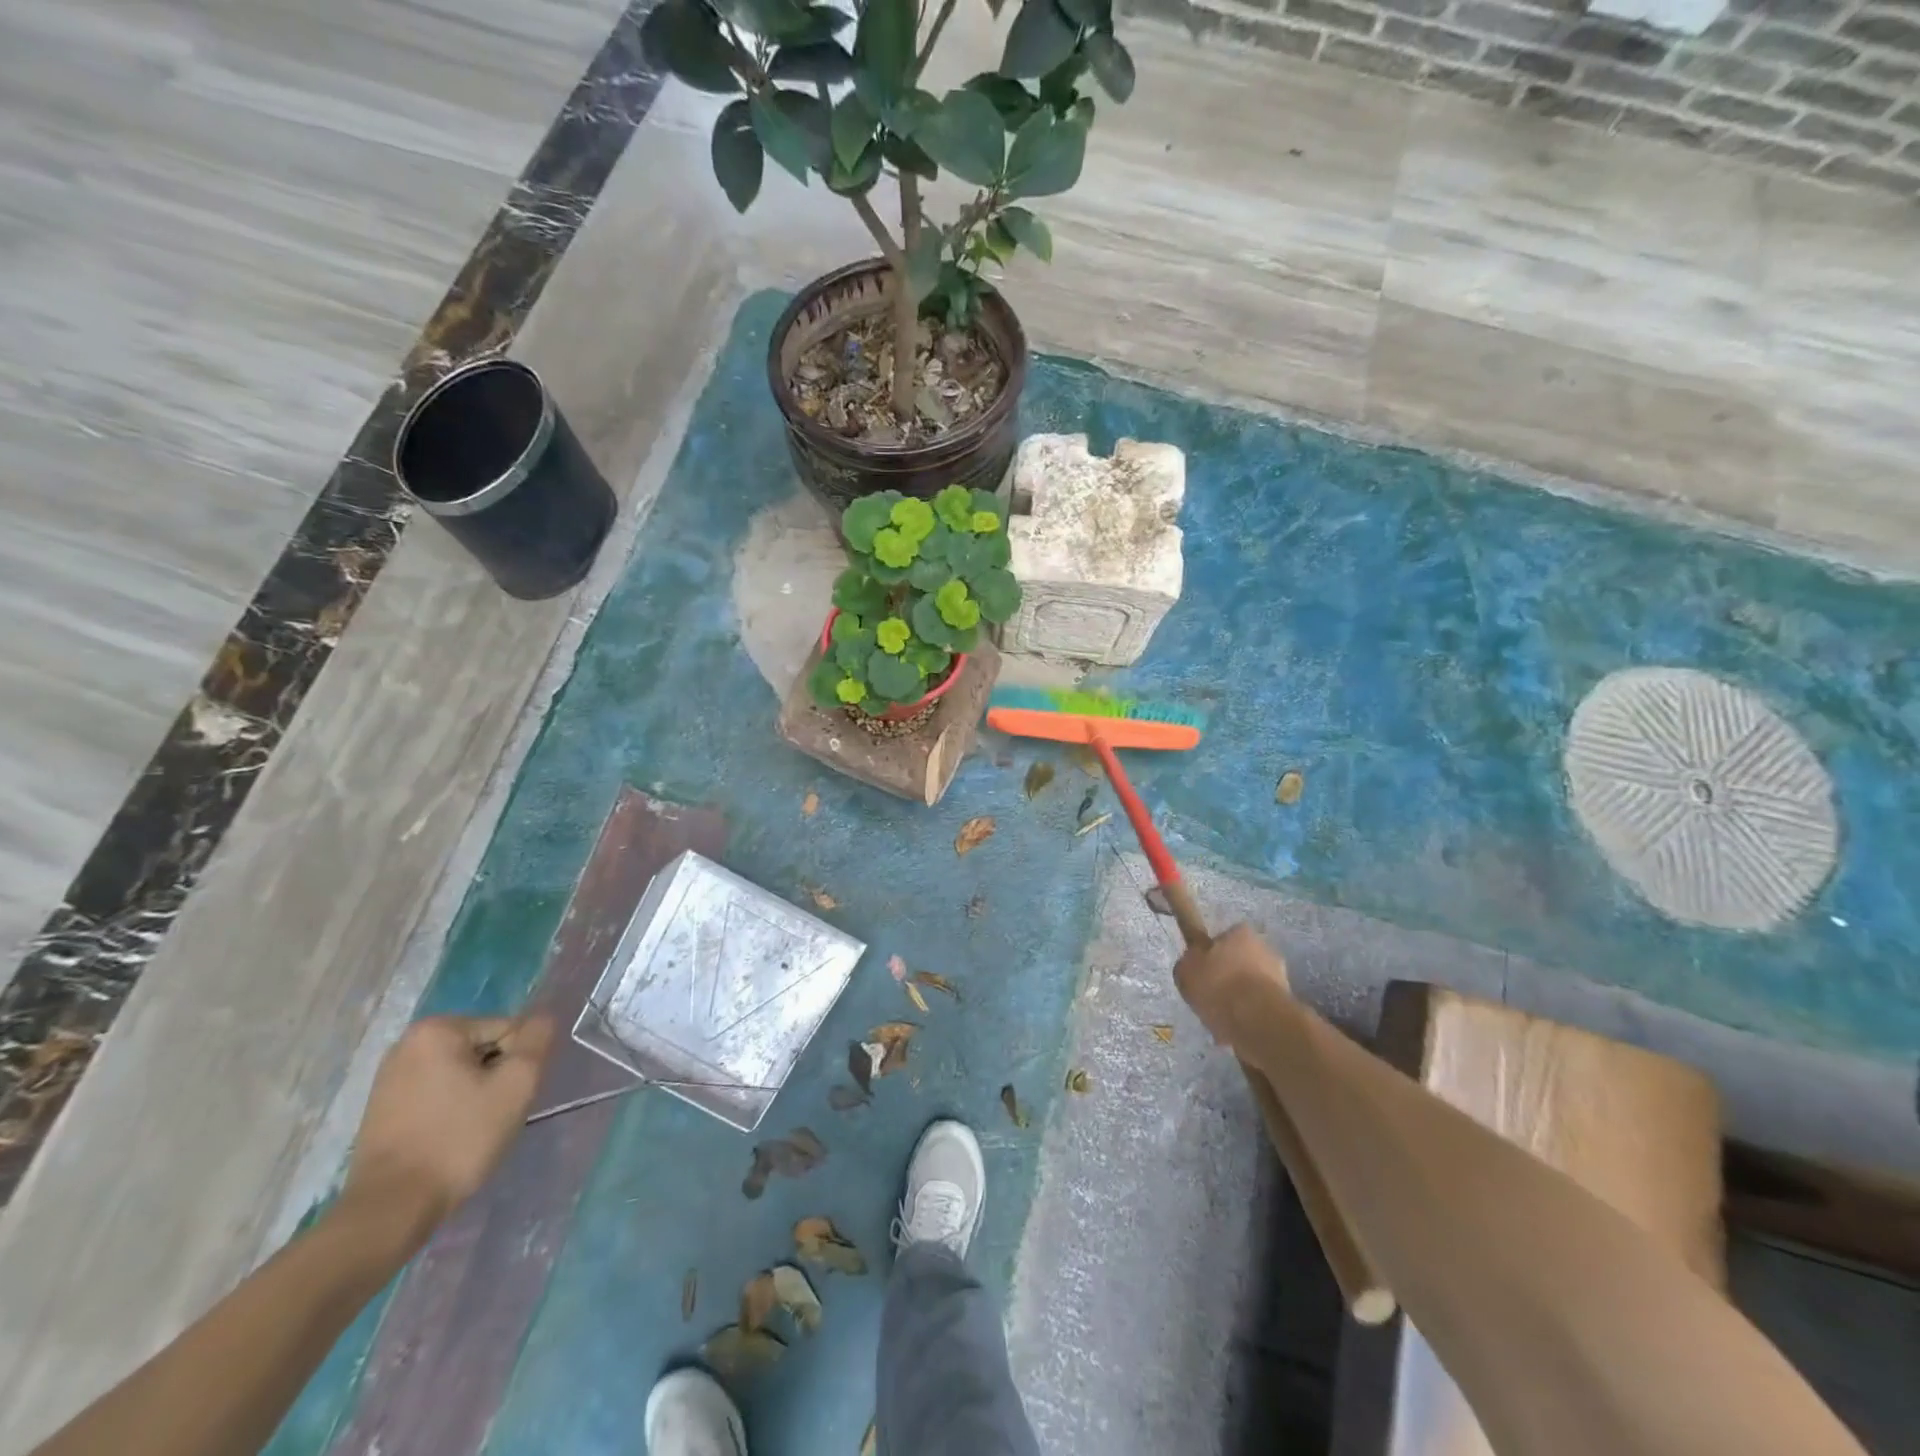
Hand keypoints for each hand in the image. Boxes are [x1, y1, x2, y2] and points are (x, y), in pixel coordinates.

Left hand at [343, 1015, 555, 1228]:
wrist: (390, 1209)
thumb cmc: (459, 1139)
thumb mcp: (516, 1085)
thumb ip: (537, 1041)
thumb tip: (544, 1016)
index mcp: (437, 1029)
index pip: (507, 1031)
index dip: (517, 1065)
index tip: (505, 1100)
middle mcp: (407, 1043)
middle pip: (483, 1049)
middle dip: (495, 1078)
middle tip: (492, 1116)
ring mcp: (389, 1077)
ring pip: (461, 1073)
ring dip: (476, 1095)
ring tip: (470, 1130)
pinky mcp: (381, 1108)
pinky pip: (436, 1094)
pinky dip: (450, 1110)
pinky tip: (447, 1138)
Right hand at [1173, 923, 1292, 1048]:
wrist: (1258, 1021)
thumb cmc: (1218, 985)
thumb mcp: (1185, 970)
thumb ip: (1189, 963)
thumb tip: (1194, 965)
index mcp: (1241, 933)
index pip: (1223, 939)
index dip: (1210, 956)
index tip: (1202, 974)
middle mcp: (1265, 950)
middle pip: (1239, 964)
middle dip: (1227, 981)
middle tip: (1209, 1000)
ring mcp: (1280, 979)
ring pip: (1251, 990)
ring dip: (1238, 1003)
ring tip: (1220, 1023)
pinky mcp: (1288, 1006)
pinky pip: (1260, 1010)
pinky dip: (1249, 1020)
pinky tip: (1235, 1034)